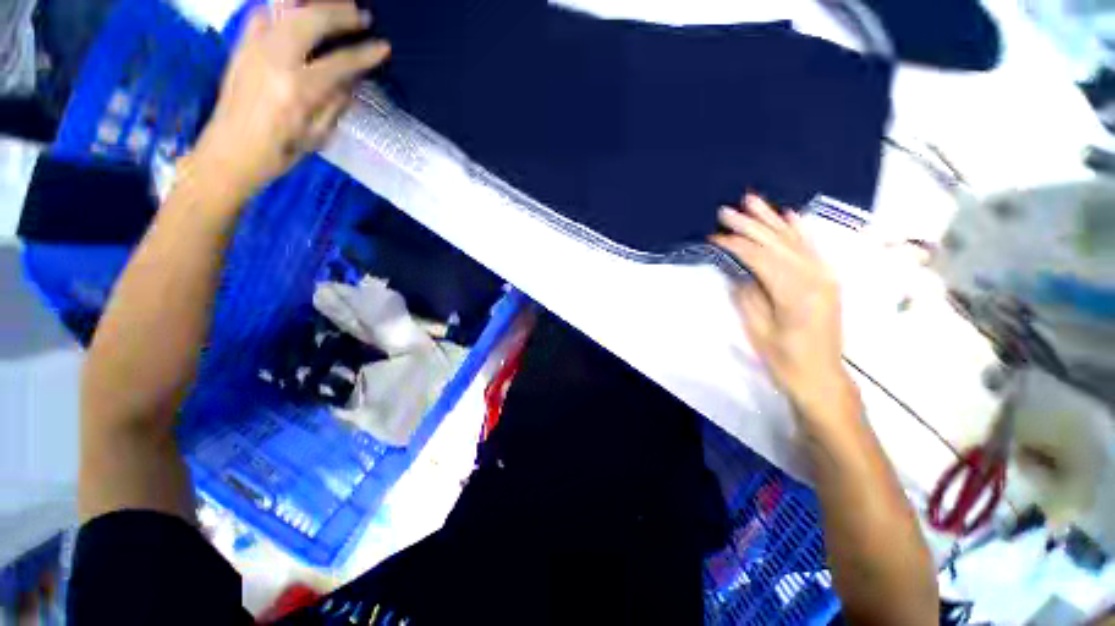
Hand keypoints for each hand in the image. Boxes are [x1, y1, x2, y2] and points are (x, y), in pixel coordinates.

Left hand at [187, 1, 389, 199]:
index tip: (383, 47)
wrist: (229, 151)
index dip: (365, 54)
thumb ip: (336, 102)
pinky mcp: (241, 46)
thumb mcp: (317, 134)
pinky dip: (281, 8)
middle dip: (340, 13)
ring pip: (285, 9)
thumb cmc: (280, 152)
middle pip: (311, 21)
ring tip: (333, 4)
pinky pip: (262, 14)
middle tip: (361, 14)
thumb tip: (352, 79)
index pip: (340, 62)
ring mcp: (254, 48)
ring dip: (312, 3)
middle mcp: (275, 60)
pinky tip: (295, 12)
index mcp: (298, 89)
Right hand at [710, 195, 849, 412]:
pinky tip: (787, 215)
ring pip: (794, 239)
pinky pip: (811, 248)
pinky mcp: (827, 279)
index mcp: (795, 292)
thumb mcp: (758, 330)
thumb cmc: (785, 360)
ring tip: (752, 200)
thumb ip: (748, 296)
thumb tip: (739, 271)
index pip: (760, 257)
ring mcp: (825, 276)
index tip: (713, 236)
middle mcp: (815, 276)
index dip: (735, 244)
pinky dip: (798, 229)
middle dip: (750, 224)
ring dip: (771, 219)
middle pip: (777, 242)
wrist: (821, 377)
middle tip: (726, 210)